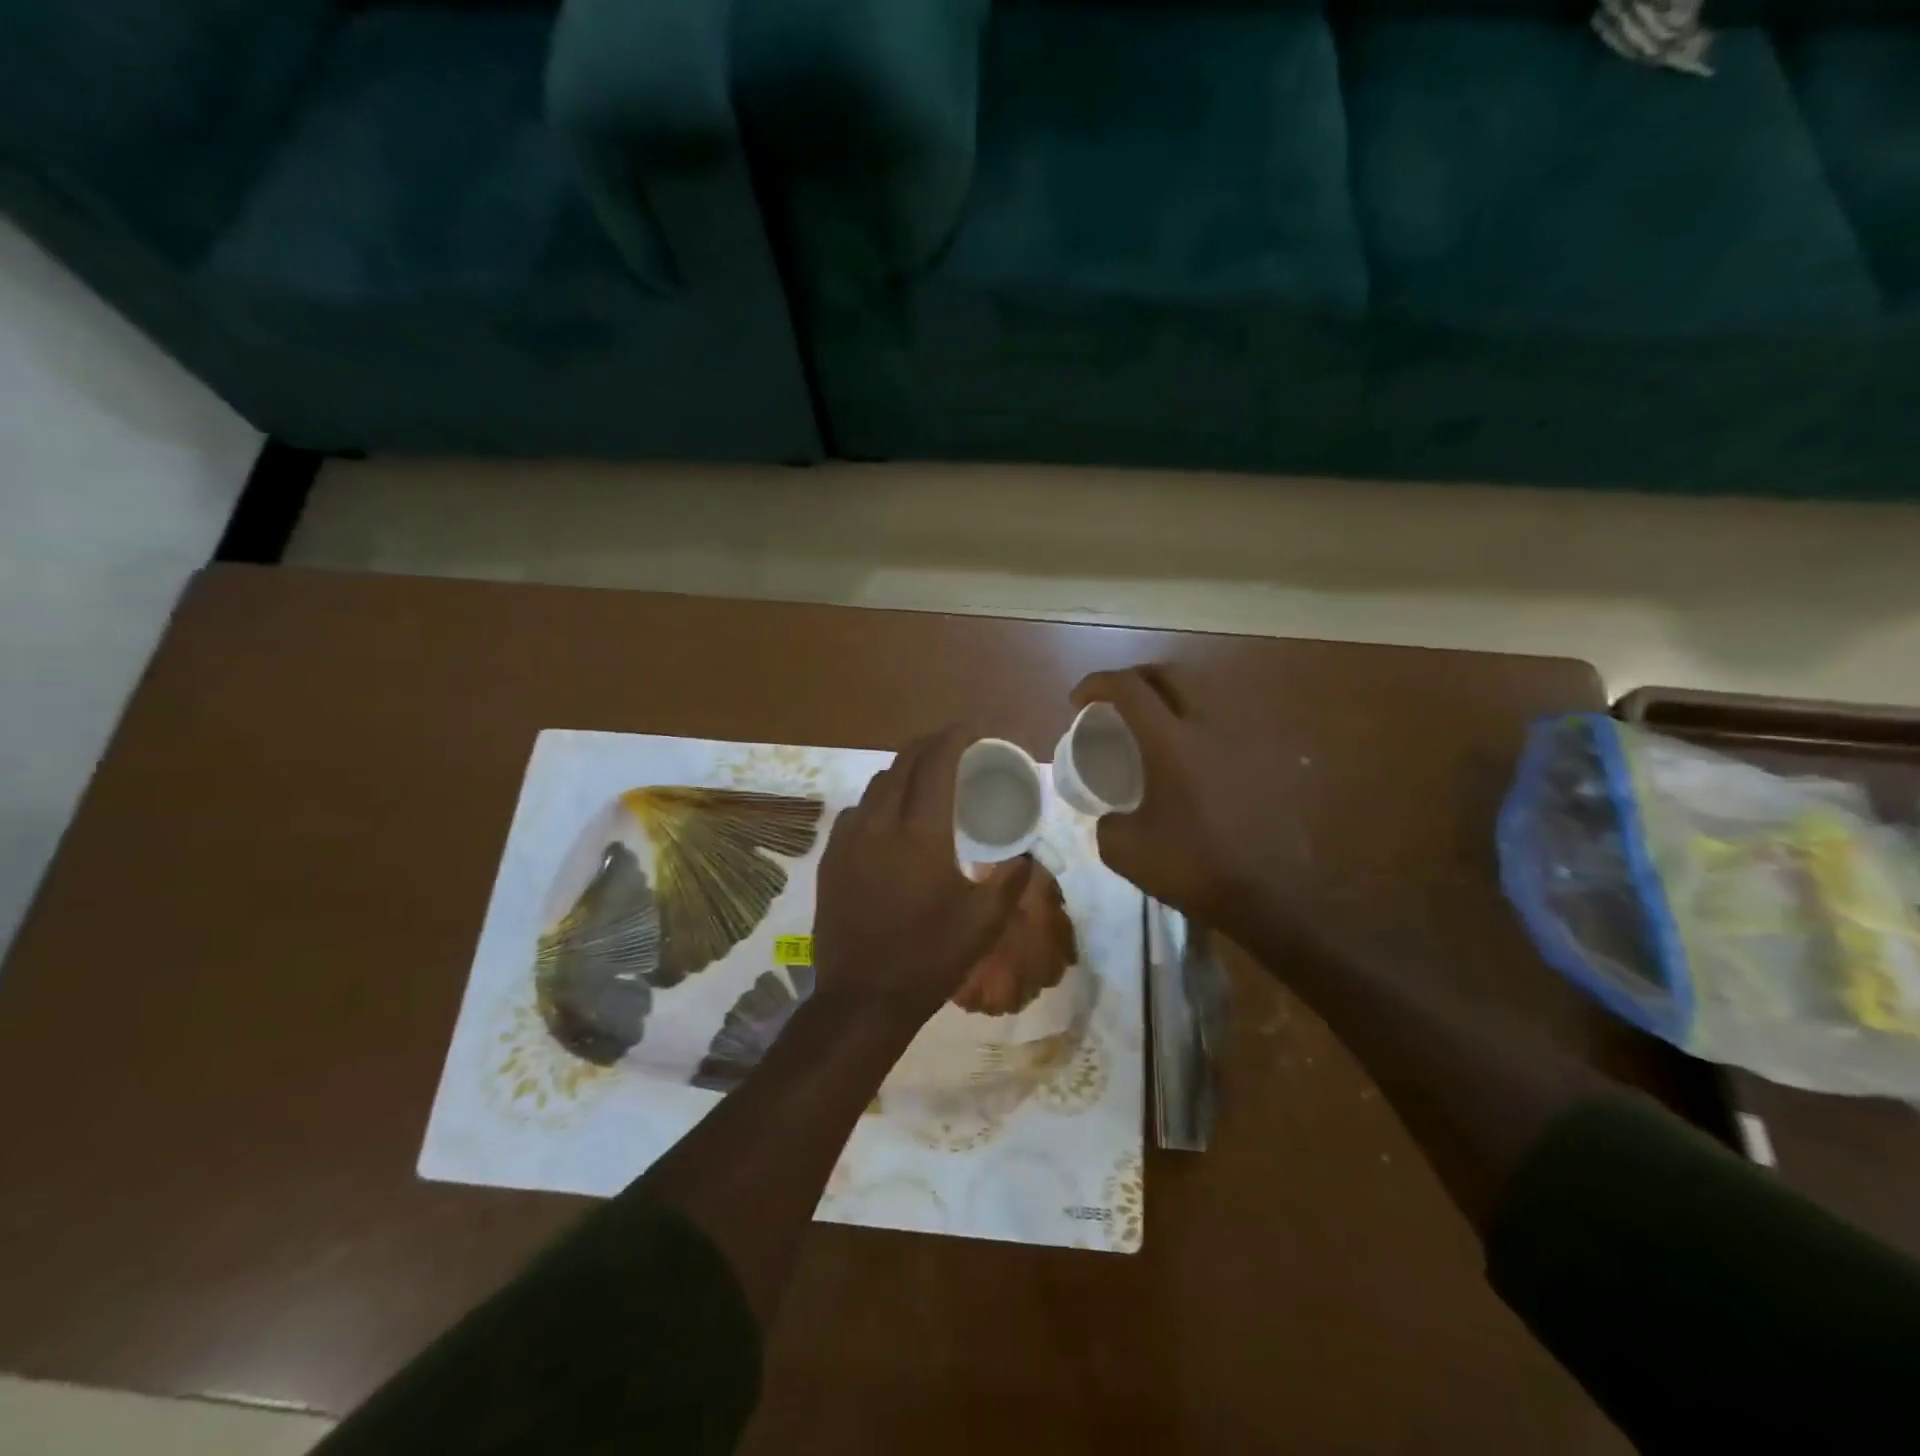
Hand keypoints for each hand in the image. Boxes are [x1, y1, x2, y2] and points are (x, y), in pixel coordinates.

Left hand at [813, 726, 1033, 1027]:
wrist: (863, 998)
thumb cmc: (930, 958)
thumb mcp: (984, 922)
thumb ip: (1012, 880)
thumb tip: (1027, 855)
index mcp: (921, 833)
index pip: (937, 764)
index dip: (956, 738)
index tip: (973, 730)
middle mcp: (880, 823)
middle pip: (904, 763)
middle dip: (930, 745)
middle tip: (954, 746)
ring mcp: (849, 839)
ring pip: (877, 784)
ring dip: (903, 771)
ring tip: (925, 779)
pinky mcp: (831, 858)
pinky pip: (856, 811)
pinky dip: (879, 800)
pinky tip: (890, 818)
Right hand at [1070, 665, 1307, 939]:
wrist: (1267, 897)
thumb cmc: (1192, 867)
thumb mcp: (1124, 850)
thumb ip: (1107, 823)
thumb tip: (1112, 817)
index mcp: (1170, 742)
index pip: (1129, 688)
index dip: (1097, 684)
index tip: (1078, 701)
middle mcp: (1209, 728)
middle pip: (1170, 675)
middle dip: (1136, 678)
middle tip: (1117, 702)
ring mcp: (1243, 742)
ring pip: (1204, 695)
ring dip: (1171, 700)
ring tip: (1154, 727)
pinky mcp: (1265, 763)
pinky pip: (1226, 728)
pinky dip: (1200, 729)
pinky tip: (1193, 760)